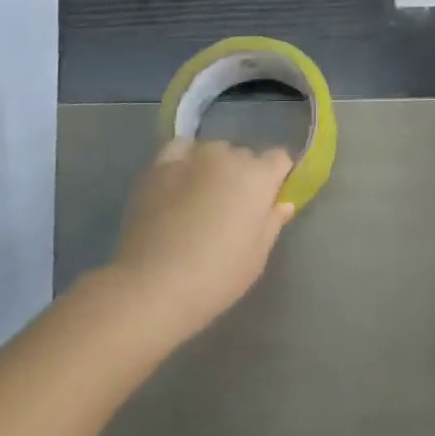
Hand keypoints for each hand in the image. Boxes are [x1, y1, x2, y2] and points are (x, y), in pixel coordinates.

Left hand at [109, 140, 297, 341]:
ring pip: (213, 151)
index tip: (267, 201)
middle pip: (244, 156)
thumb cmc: (215, 277)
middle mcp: (228, 157)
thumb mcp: (256, 258)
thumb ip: (272, 223)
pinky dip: (184, 160)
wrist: (152, 285)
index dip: (276, 178)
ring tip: (200, 196)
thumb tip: (282, 204)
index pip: (279, 159)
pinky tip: (178, 181)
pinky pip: (180, 150)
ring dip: (214, 167)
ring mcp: (192, 157)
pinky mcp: (160, 165)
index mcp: (258, 177)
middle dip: (243, 176)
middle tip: (231, 208)